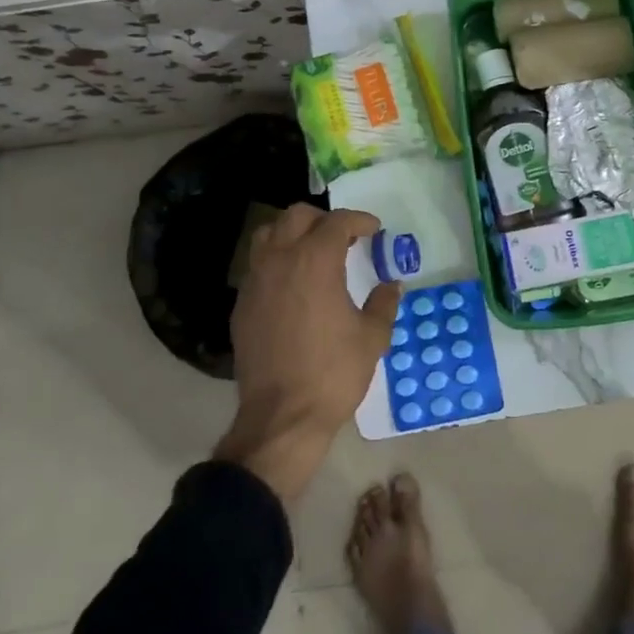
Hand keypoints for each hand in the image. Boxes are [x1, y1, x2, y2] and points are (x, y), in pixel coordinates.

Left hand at [215, 204, 402, 500]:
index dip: (359, 220)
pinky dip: (276, 261)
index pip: (337, 222)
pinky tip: (293, 285)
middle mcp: (280, 260)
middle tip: (344, 237)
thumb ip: (384, 303)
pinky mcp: (241, 304)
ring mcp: (255, 281)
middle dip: (323, 219)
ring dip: (292, 233)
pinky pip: (257, 265)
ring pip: (267, 234)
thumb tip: (391, 285)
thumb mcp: (372, 338)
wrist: (282, 417)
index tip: (374, 229)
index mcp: (315, 261)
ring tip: (312, 252)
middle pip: (296, 216)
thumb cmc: (333, 373)